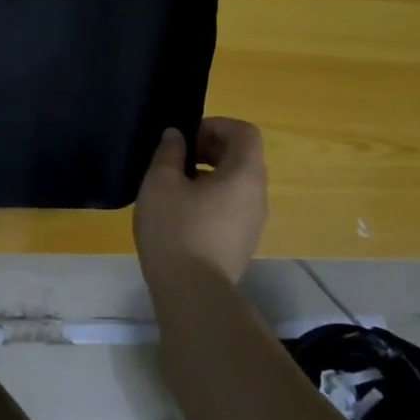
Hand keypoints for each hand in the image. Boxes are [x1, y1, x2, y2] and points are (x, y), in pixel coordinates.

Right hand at [133, 118, 268, 284]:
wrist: (193, 293)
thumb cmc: (176, 229)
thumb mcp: (160, 182)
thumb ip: (169, 152)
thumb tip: (176, 136)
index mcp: (245, 175)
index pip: (245, 132)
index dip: (216, 125)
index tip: (186, 137)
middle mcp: (258, 195)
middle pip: (243, 157)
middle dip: (210, 148)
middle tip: (177, 157)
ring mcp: (254, 222)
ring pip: (237, 183)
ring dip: (209, 174)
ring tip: (174, 185)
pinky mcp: (242, 243)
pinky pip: (232, 206)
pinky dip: (211, 197)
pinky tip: (181, 212)